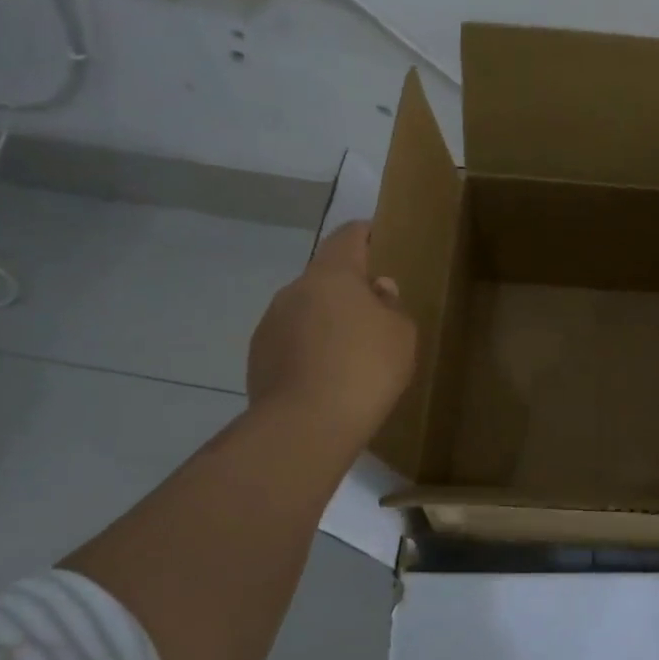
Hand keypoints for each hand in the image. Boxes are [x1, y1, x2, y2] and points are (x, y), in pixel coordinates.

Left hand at [246, 222, 417, 442]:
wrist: (305, 425)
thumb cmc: (366, 368)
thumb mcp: (401, 334)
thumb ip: (392, 305)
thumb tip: (377, 289)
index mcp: (332, 274)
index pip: (348, 236)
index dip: (366, 234)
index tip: (380, 239)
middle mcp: (295, 290)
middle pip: (326, 276)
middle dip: (349, 289)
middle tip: (375, 313)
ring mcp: (271, 323)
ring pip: (307, 310)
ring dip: (327, 320)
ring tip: (350, 353)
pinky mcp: (258, 357)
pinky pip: (292, 341)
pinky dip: (309, 348)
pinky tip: (327, 376)